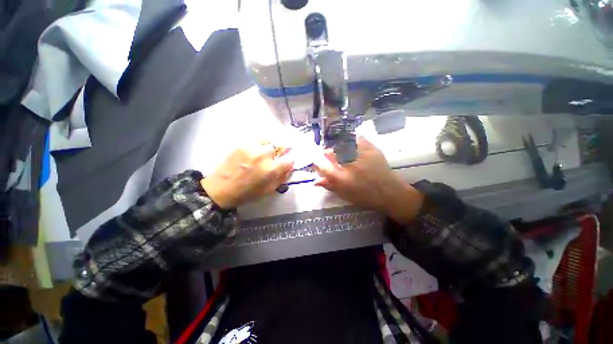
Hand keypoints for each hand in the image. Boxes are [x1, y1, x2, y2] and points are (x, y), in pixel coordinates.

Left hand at [201, 143, 293, 208]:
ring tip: (267, 152)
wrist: (220, 189)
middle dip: (280, 153)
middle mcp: (263, 156)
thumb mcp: (269, 190)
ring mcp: (252, 148)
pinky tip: (258, 150)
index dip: (289, 162)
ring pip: (269, 141)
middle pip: (279, 147)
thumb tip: (289, 167)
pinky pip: (257, 139)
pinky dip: (261, 143)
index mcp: (270, 170)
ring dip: (271, 147)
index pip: (288, 160)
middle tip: (275, 158)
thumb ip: (282, 177)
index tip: (287, 164)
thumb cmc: (247, 193)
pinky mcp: (242, 144)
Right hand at [313, 137, 423, 222]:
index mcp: (342, 180)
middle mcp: (350, 167)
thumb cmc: (365, 196)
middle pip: (332, 153)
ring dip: (338, 145)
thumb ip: (330, 186)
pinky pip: (359, 139)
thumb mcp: (345, 194)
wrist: (390, 193)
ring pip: (343, 144)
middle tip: (327, 153)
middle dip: (327, 152)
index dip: (317, 162)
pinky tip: (351, 142)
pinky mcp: (372, 150)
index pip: (323, 167)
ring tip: (339, 148)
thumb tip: (315, 181)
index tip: (315, 160)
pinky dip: (352, 139)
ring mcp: (361, 157)